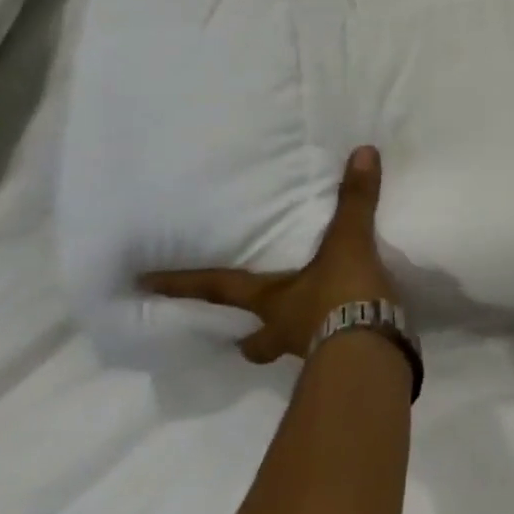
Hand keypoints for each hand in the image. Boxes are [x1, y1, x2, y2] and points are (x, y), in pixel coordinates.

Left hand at [143, 146, 397, 364]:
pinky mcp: (341, 363)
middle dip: (246, 337)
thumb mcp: (348, 242)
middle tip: (243, 334)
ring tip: (305, 328)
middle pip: (253, 340)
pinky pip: (328, 351)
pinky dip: (333, 342)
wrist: (371, 351)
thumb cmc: (342, 295)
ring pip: (286, 349)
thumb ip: (354, 200)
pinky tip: (347, 333)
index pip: (219, 289)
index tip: (142, 284)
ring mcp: (311, 351)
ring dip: (290, 340)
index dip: (183, 284)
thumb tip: (363, 151)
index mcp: (272, 301)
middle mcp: (283, 329)